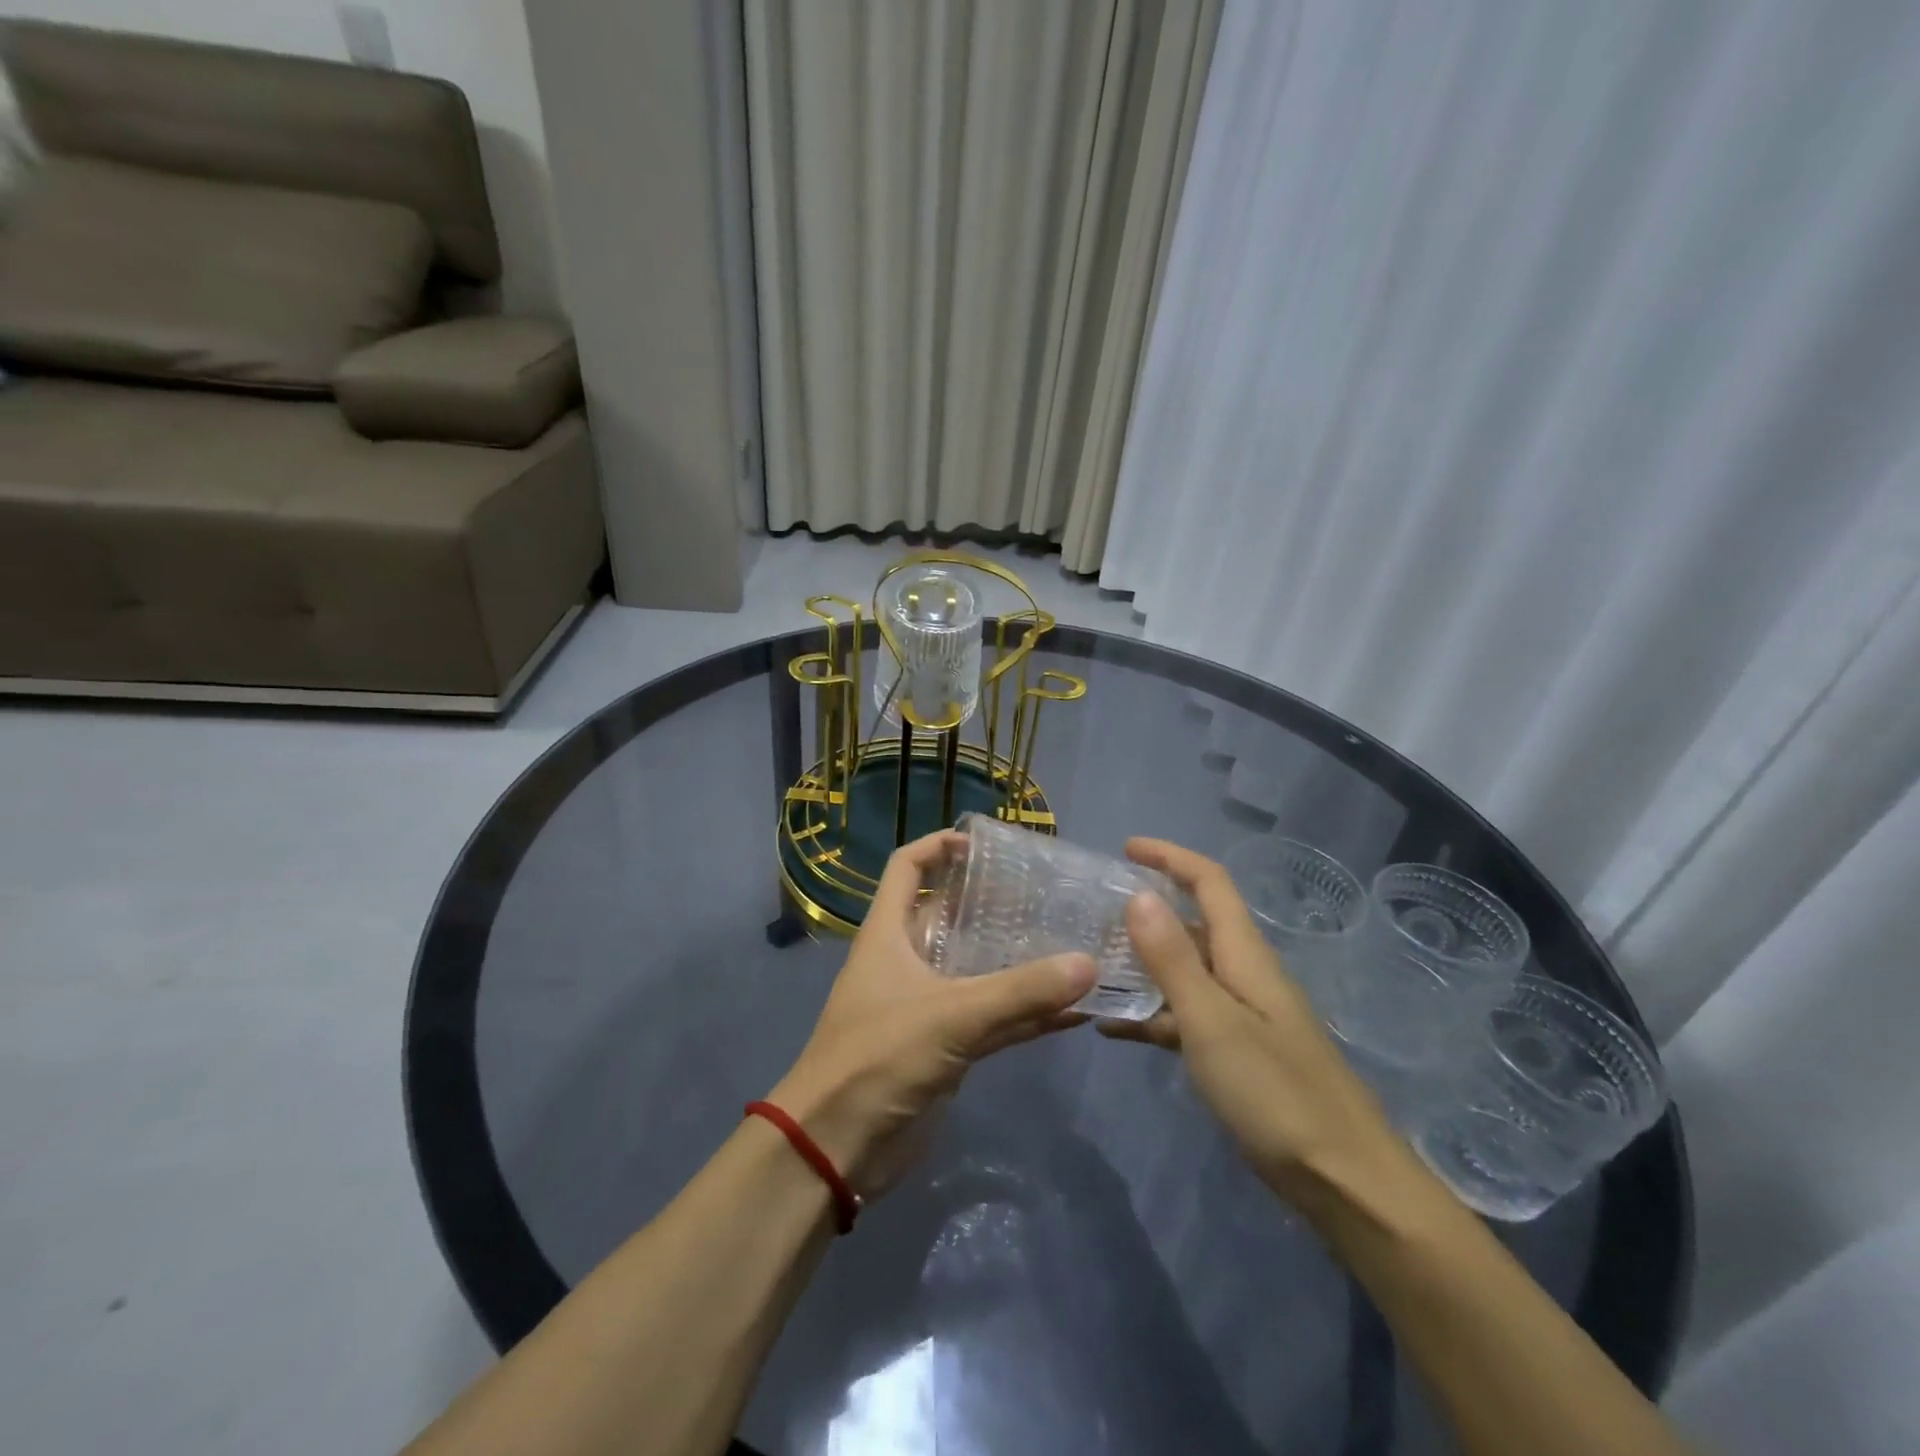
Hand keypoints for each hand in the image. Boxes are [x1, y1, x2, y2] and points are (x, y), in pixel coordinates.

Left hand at [770, 830, 1096, 1197]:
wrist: (836, 1147)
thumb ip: (1021, 992)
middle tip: (1047, 896)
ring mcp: (925, 1005)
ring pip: (976, 970)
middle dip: (993, 904)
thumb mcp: (951, 1015)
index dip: (938, 845)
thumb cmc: (879, 1057)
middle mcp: (906, 960)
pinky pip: (990, 1019)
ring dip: (1016, 961)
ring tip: (1070, 943)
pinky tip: (1071, 1011)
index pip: (907, 867)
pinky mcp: (942, 1048)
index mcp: (889, 932)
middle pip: (950, 916)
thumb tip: (1089, 963)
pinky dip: (1024, 1014)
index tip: (984, 844)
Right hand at [1100, 838, 1403, 1210]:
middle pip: (1194, 922)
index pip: (1209, 882)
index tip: (1126, 848)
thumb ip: (1172, 959)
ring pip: (1185, 971)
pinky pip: (1185, 1018)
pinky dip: (1150, 1014)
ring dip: (1143, 962)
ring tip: (1092, 964)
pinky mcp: (1238, 1054)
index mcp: (1244, 954)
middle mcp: (1244, 974)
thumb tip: (1138, 895)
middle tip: (1094, 911)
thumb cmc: (1276, 1093)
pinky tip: (1111, 1028)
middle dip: (1147, 908)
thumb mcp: (1211, 1021)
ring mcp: (1243, 1016)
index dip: (1170, 857)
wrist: (1347, 1183)